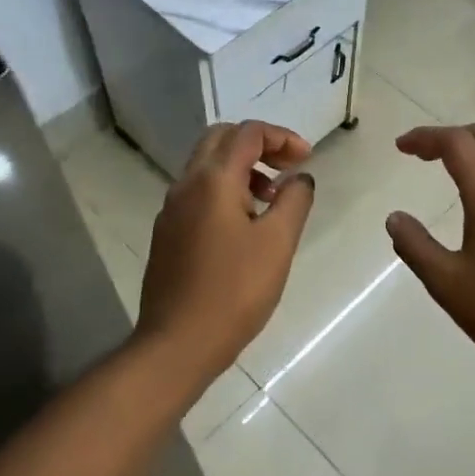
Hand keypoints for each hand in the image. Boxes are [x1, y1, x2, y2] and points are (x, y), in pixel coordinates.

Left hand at [136, 122, 316, 374]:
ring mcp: (171, 210)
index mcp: (212, 180)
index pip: (248, 133)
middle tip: (288, 168)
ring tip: (271, 200)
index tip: (307, 159)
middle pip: (221, 139)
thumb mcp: (277, 243)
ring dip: (242, 168)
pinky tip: (245, 225)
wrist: (177, 343)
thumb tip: (300, 178)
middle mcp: (186, 185)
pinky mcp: (167, 234)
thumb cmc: (234, 291)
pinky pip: (198, 193)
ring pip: (207, 166)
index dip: (282, 137)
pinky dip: (225, 190)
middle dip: (258, 144)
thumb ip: (294, 201)